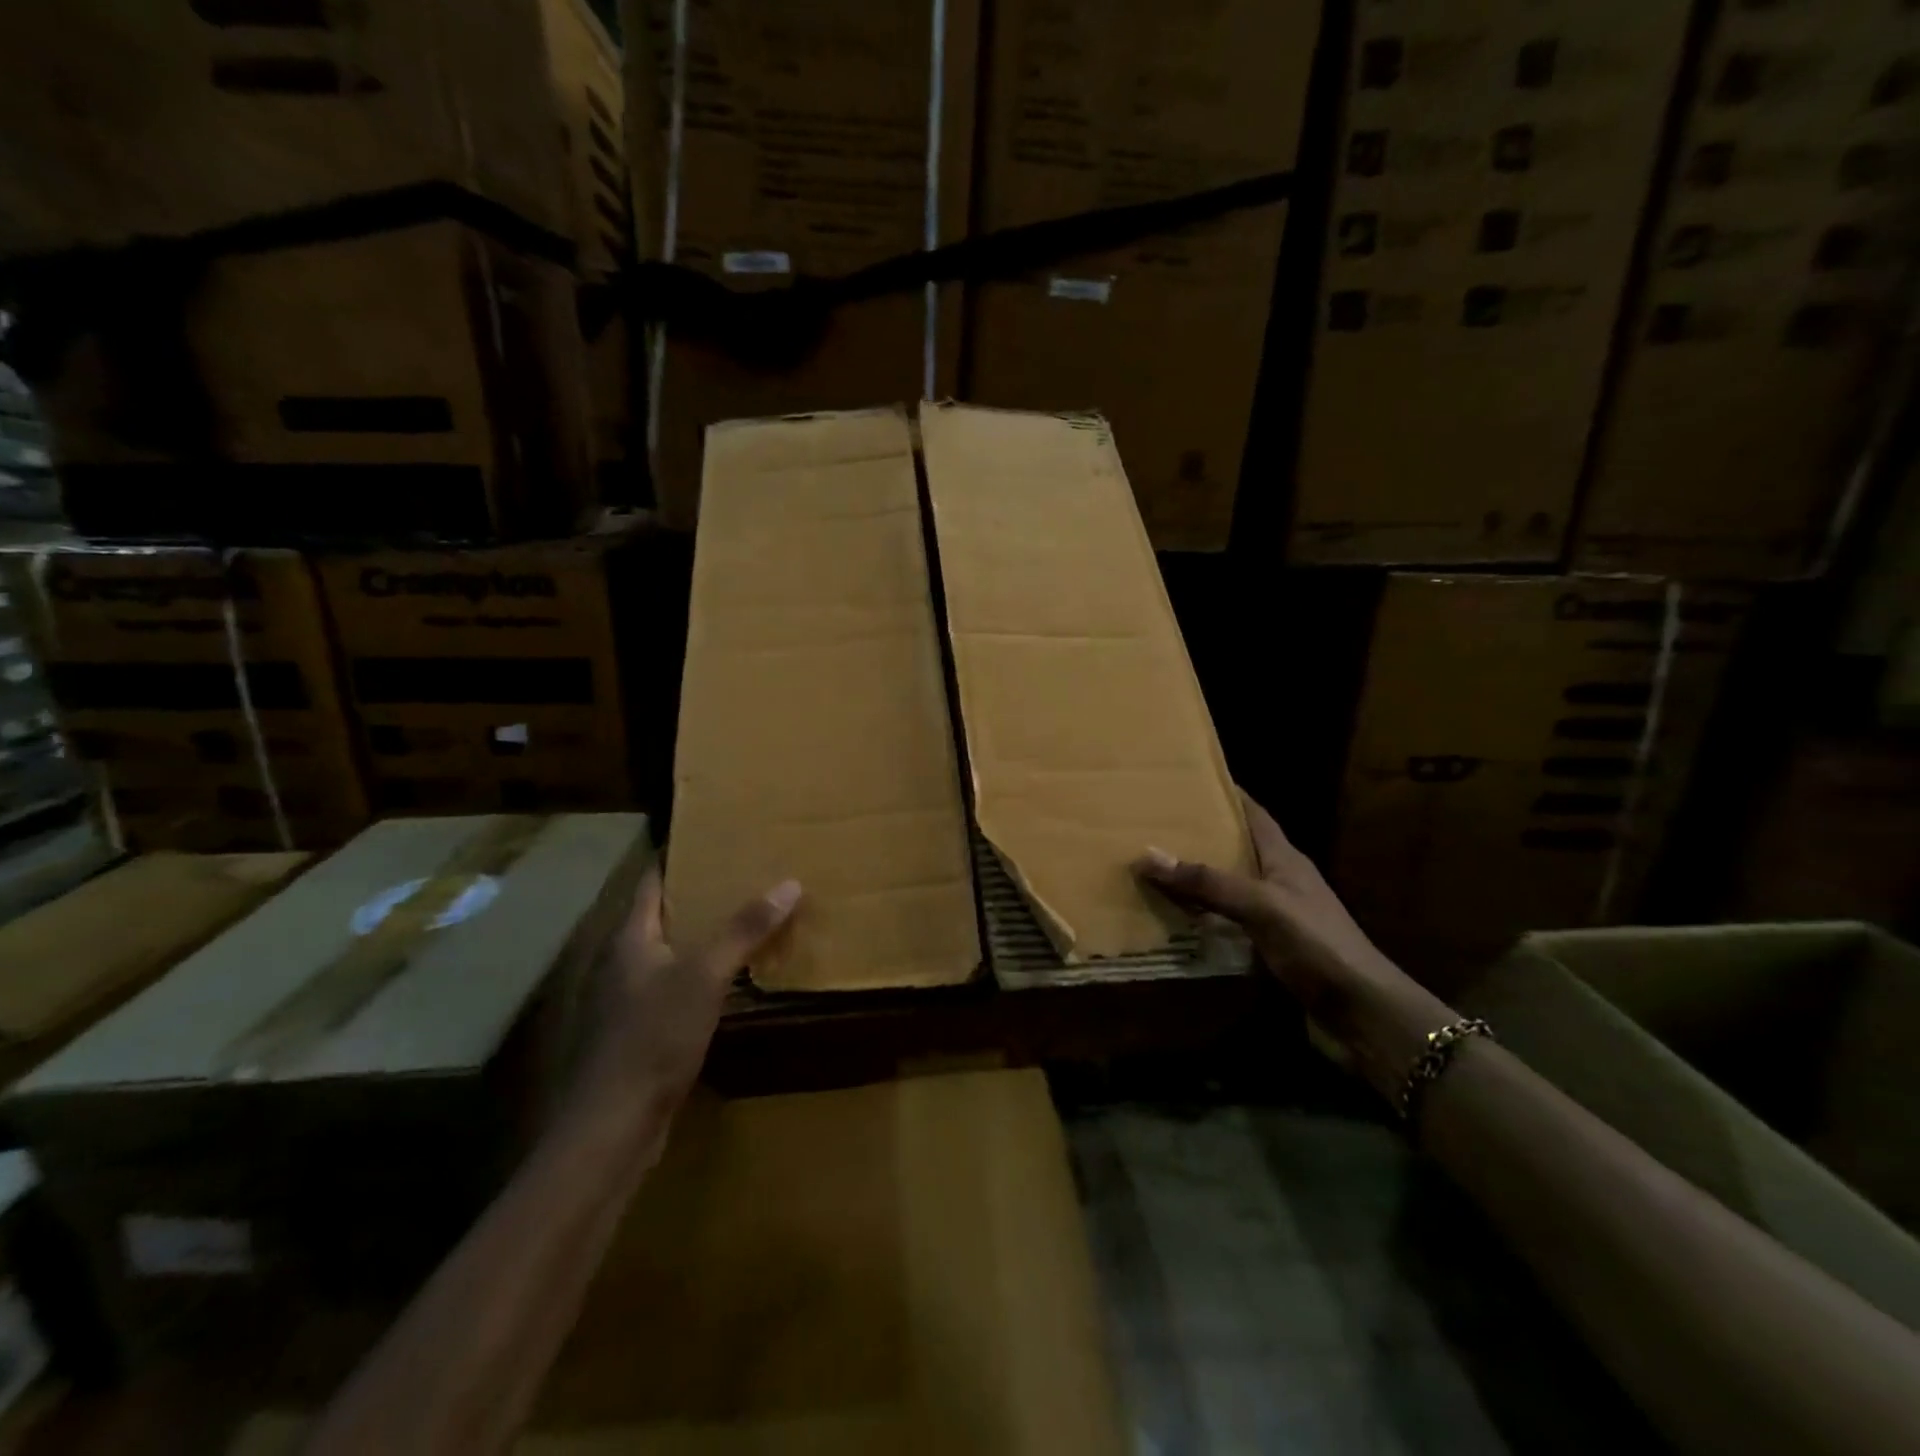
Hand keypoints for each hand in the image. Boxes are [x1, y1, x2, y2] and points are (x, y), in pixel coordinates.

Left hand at [574, 864, 801, 1122]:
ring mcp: (631, 1000)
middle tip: (749, 875)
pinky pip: (679, 987)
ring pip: (673, 953)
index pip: (652, 881)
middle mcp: (625, 962)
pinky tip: (735, 978)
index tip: (716, 839)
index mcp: (630, 939)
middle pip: (665, 915)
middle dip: (703, 895)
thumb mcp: (705, 976)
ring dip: (706, 937)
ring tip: (750, 919)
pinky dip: (706, 975)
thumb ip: (744, 929)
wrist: (613, 1127)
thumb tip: (790, 882)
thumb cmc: (653, 1038)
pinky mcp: (643, 1033)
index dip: (679, 856)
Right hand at [1135, 793, 1452, 1100]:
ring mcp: (1276, 916)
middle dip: (1200, 836)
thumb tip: (1148, 855)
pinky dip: (1202, 917)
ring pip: (1229, 887)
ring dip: (1197, 879)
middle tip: (1154, 824)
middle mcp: (1279, 881)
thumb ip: (1208, 882)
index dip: (1226, 794)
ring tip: (1153, 868)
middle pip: (1236, 848)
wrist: (1363, 1012)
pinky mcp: (1270, 948)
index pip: (1254, 814)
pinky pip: (1227, 921)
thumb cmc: (1318, 945)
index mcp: (1285, 859)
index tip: (1189, 778)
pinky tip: (1175, 919)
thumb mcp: (1262, 906)